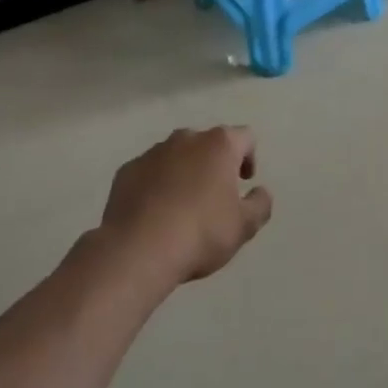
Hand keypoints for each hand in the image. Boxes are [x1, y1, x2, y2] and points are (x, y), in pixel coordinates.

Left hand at [99, 127, 272, 288]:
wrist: (137, 250)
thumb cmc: (200, 233)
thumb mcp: (244, 226)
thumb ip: (260, 204)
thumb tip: (261, 192)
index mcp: (219, 145)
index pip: (245, 137)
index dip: (249, 157)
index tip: (244, 182)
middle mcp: (186, 138)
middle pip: (208, 143)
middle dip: (213, 163)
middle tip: (214, 196)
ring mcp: (153, 152)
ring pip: (176, 155)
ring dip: (184, 172)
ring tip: (182, 206)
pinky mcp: (127, 170)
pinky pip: (149, 171)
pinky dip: (156, 184)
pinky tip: (155, 212)